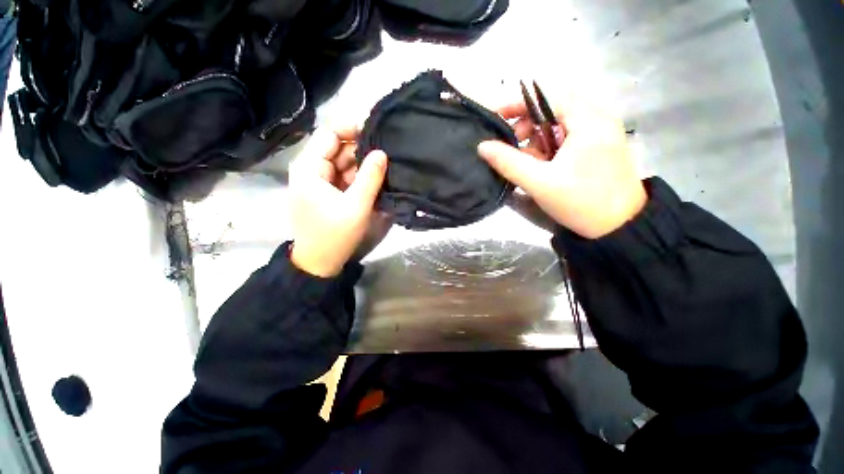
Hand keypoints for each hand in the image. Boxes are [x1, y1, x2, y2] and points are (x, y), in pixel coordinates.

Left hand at [288, 124, 388, 276]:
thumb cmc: (335, 234)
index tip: (376, 134)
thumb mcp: (357, 206)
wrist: (319, 262)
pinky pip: (342, 177)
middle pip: (336, 148)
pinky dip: (357, 177)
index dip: (352, 129)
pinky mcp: (325, 192)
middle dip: (360, 151)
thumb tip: (382, 152)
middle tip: (385, 156)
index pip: (329, 133)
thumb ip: (370, 177)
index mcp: (309, 167)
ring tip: (383, 169)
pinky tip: (373, 181)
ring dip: (361, 165)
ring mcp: (317, 181)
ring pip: (341, 163)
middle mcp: (309, 169)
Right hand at [478, 99, 645, 238]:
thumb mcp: (539, 183)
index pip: (549, 98)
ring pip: (561, 124)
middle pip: (554, 109)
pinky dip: (551, 146)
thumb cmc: (580, 202)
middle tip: (512, 145)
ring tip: (528, 161)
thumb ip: (509, 163)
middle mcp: (599, 119)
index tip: (497, 117)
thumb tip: (483, 146)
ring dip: (538, 138)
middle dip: (528, 125)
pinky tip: (544, 165)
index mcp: (589, 121)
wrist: (620, 227)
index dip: (518, 105)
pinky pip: (569, 136)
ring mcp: (602, 132)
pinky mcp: (601, 146)